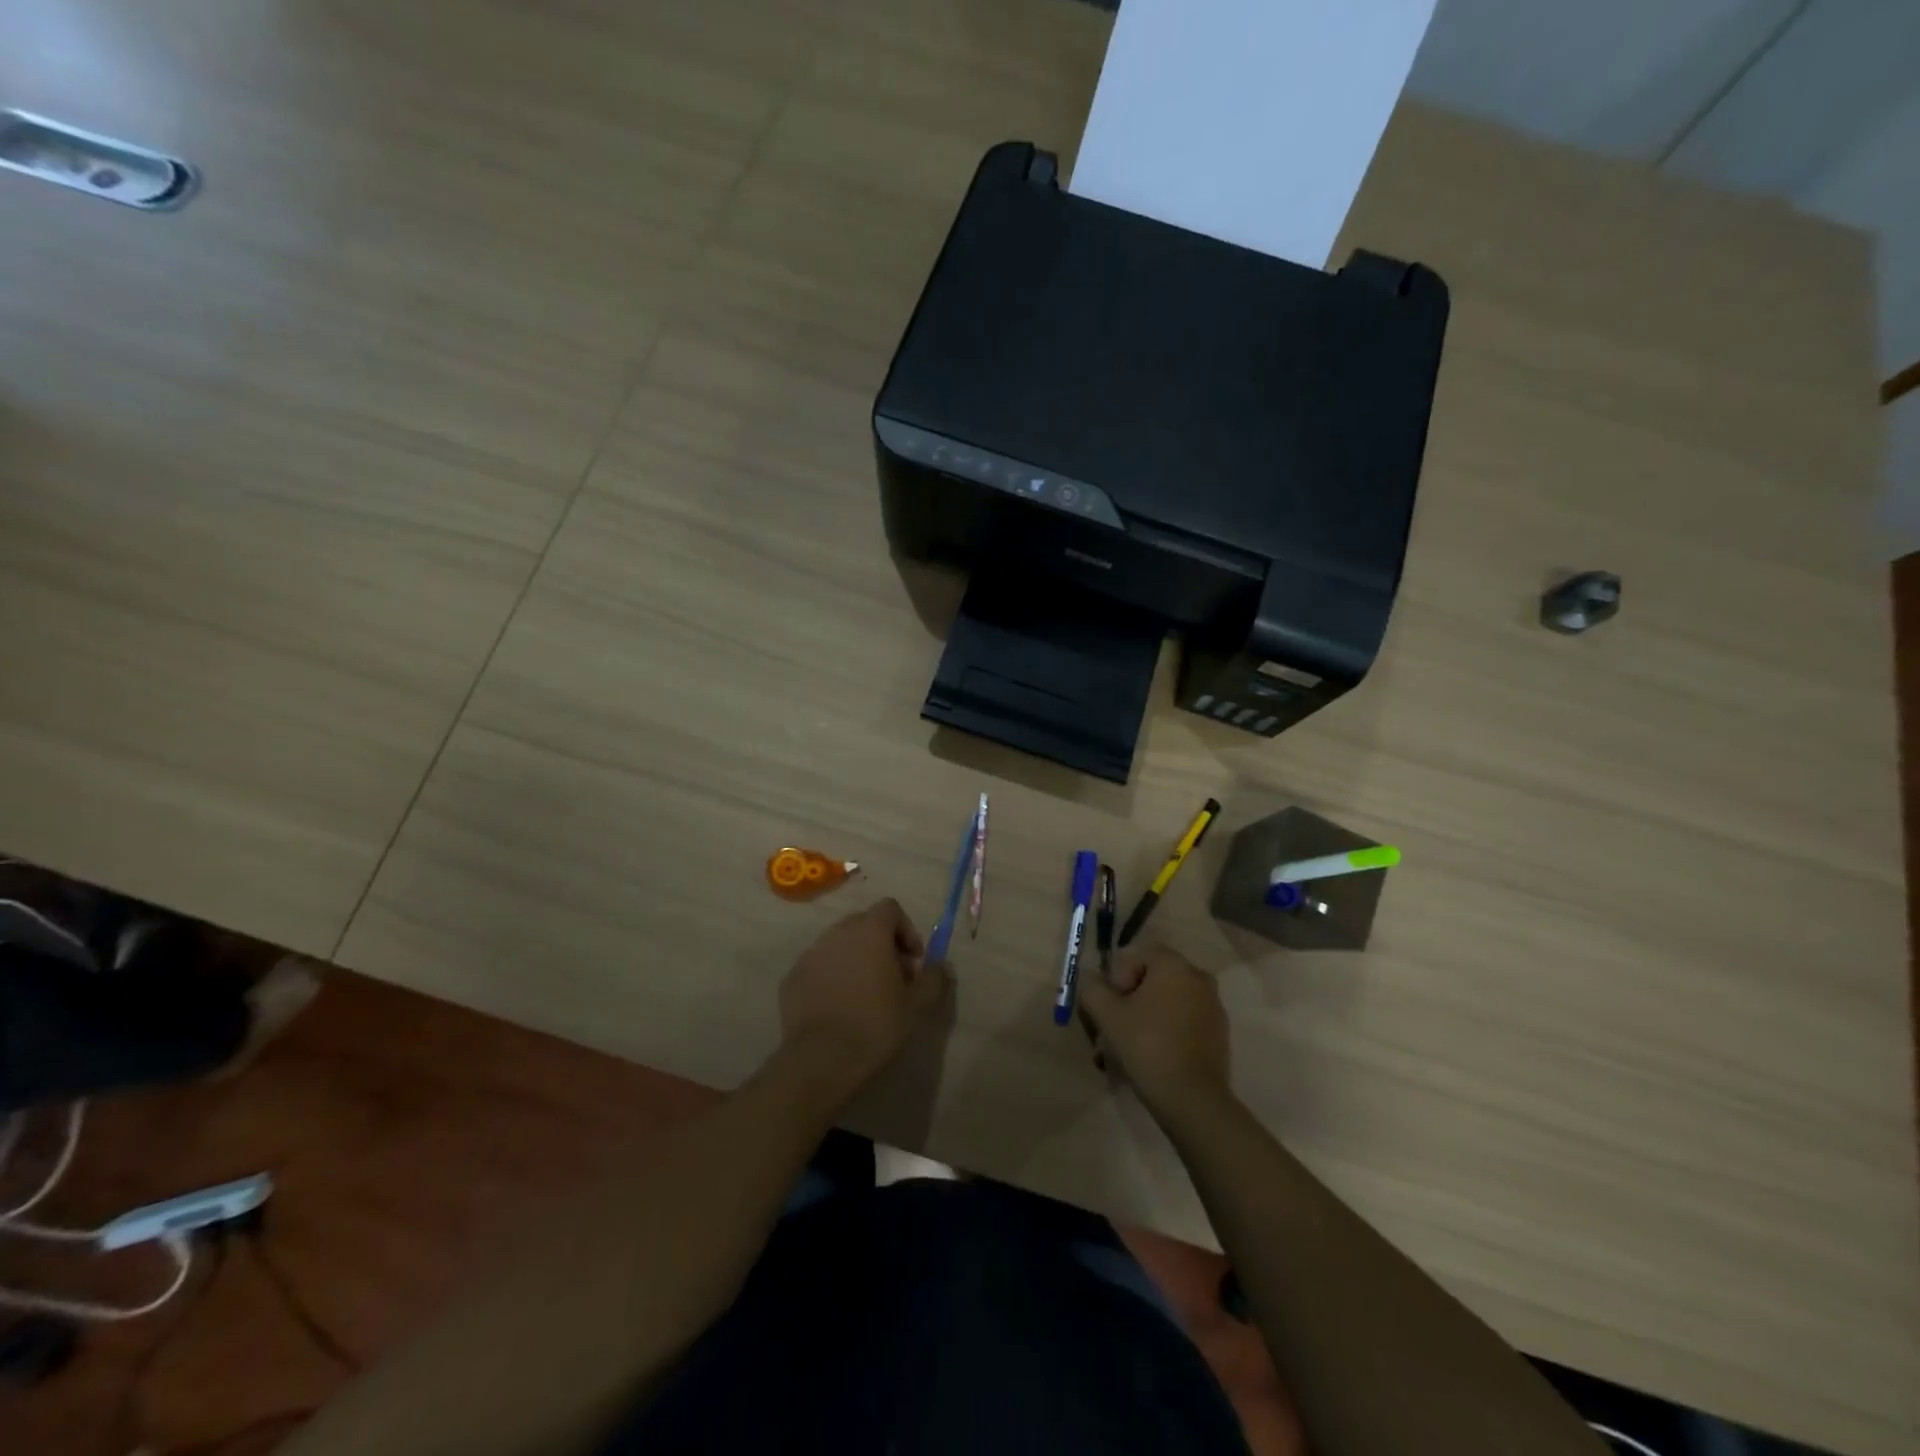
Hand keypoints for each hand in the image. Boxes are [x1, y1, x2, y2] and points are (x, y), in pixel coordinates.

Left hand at [779, 899, 949, 1088]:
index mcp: (870, 931)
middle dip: (881, 944)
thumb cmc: (876, 1025)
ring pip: (839, 945)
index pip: (890, 909)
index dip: (906, 930)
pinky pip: (818, 967)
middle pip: (864, 924)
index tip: (913, 960)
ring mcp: (811, 954)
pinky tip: (838, 1006)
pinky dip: (831, 977)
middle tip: (893, 977)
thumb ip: (934, 978)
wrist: (822, 1060)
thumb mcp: (917, 1005)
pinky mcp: (792, 977)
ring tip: (864, 993)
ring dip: (855, 959)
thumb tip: (941, 964)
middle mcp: (837, 933)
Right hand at [1078, 945, 1230, 1121]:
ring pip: (1169, 1002)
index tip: (1111, 1007)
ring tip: (1130, 1048)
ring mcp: (1213, 1006)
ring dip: (1147, 1017)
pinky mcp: (1219, 1033)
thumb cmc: (1147, 1046)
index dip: (1118, 979)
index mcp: (1174, 965)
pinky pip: (1185, 1021)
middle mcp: (1198, 977)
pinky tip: (1154, 1057)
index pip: (1138, 956)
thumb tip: (1092, 981)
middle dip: (1131, 1000)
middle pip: (1154, 979)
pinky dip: (1168, 1031)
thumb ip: (1093, 989)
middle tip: (1115, 1028)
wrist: (1193, 1099)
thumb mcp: (1107, 1015)